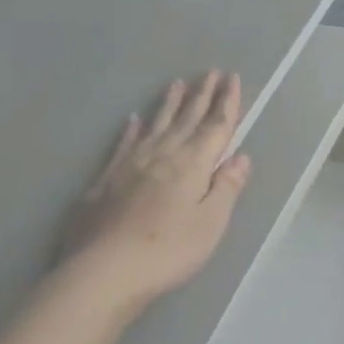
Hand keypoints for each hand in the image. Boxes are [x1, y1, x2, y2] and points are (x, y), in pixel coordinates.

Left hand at [59, 71, 251, 307]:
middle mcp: (164, 155)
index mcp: (194, 164)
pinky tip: (133, 120)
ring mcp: (131, 164)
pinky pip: (123, 144)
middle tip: (210, 72)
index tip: (231, 78)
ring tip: (176, 84)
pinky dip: (132, 130)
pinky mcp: (106, 179)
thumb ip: (226, 187)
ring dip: (169, 104)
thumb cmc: (168, 250)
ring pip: (156, 125)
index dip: (226, 101)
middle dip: (201, 95)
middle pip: (187, 118)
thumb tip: (240, 156)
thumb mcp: (211, 222)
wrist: (103, 272)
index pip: (216, 126)